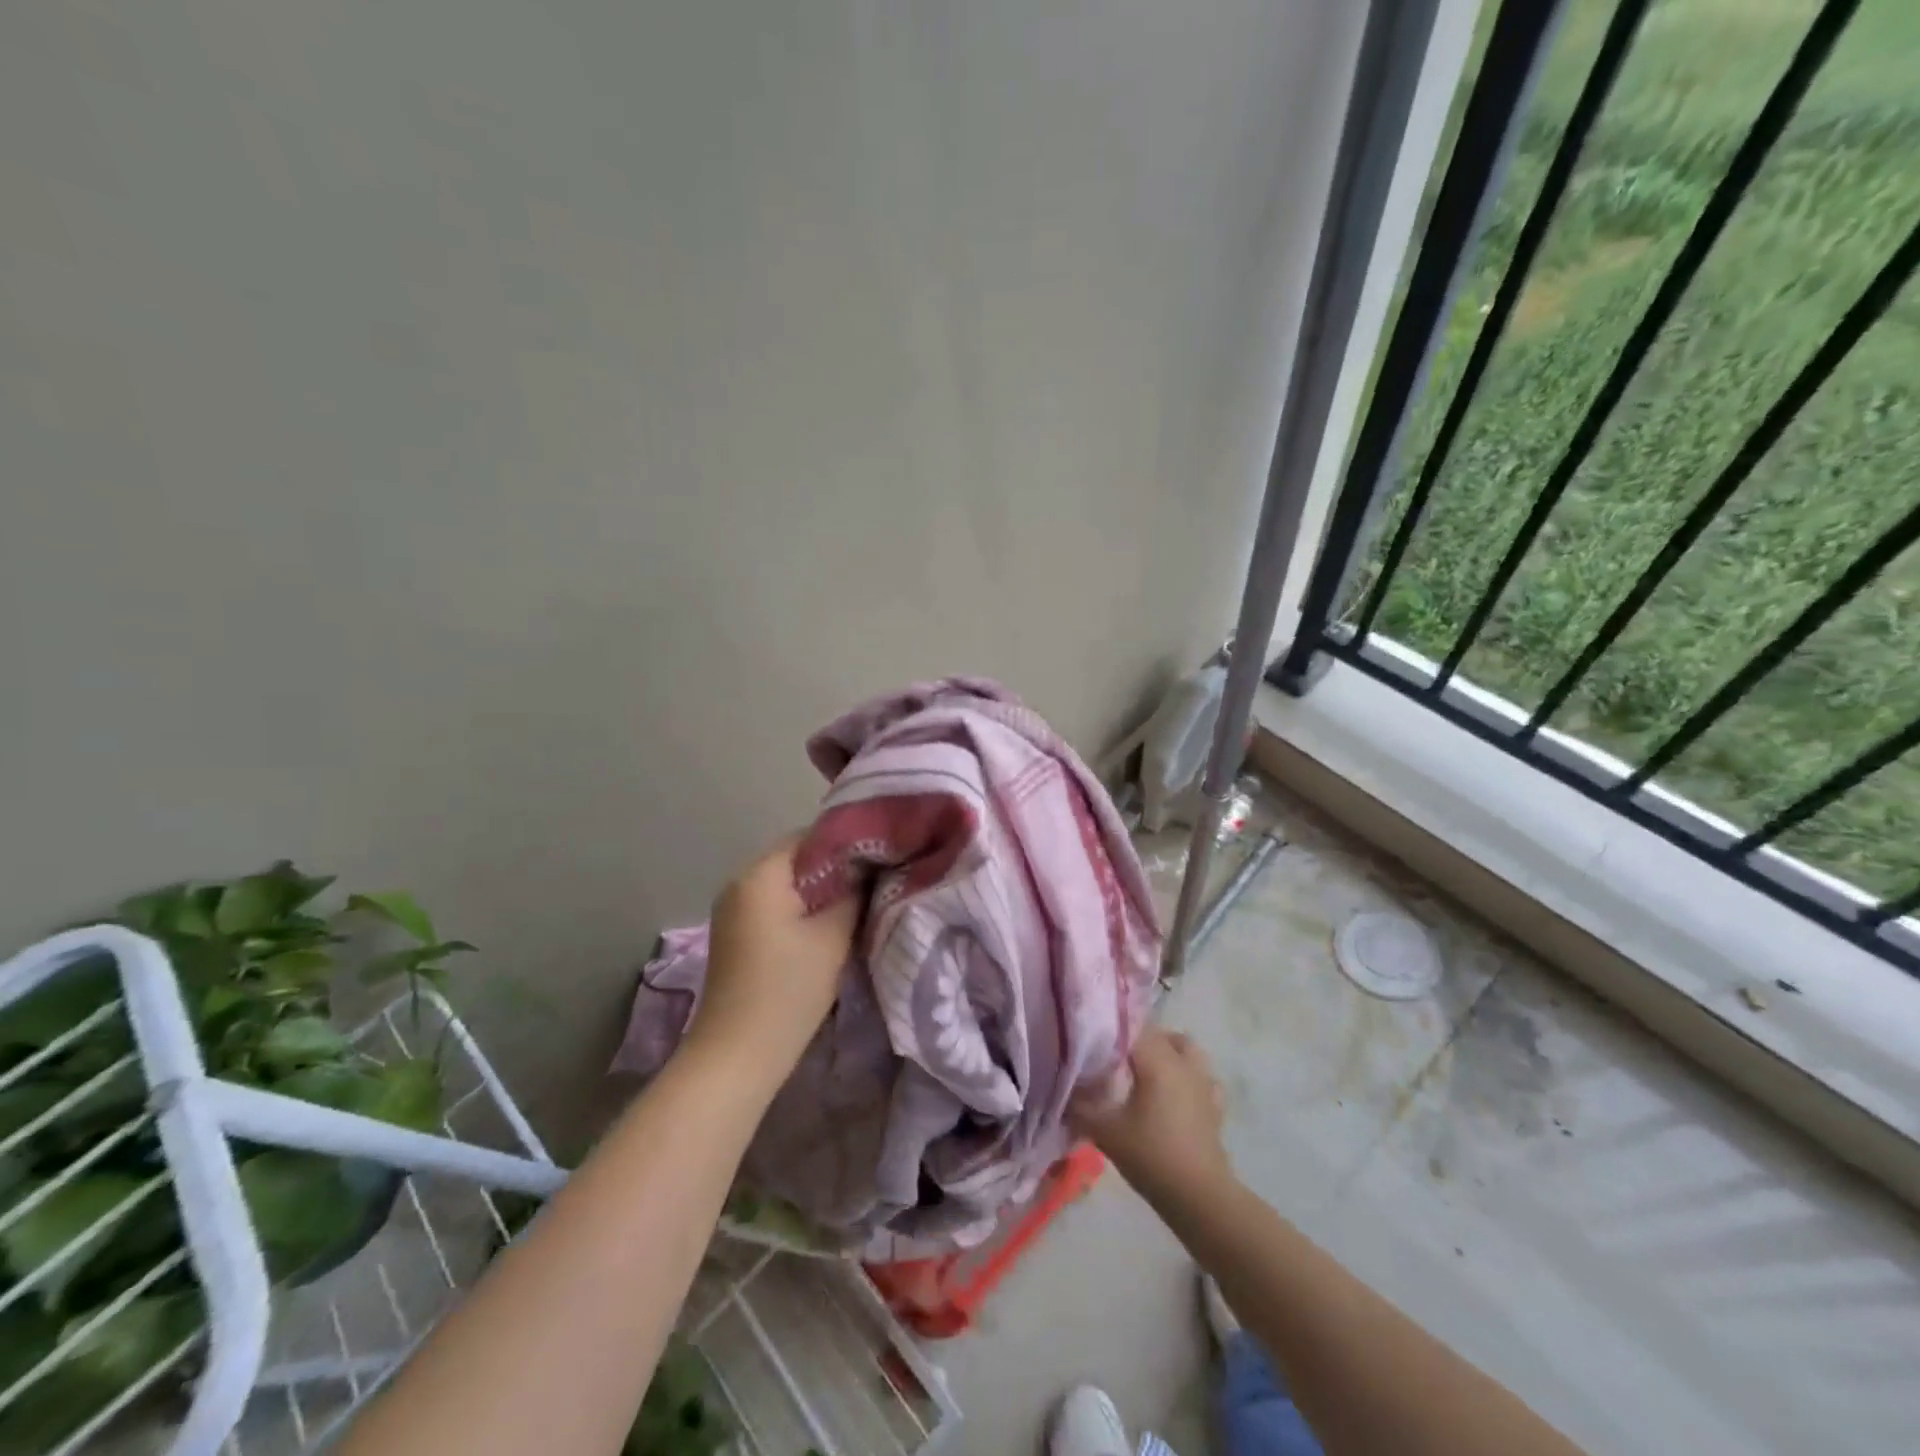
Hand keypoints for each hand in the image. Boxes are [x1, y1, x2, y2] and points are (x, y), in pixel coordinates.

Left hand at [685, 837, 857, 1079]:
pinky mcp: (734, 935)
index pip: (811, 836)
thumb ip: (854, 893)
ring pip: (786, 885)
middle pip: (797, 859)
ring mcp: (732, 910)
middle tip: (874, 884)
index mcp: (759, 874)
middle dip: (835, 869)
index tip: (880, 860)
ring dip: (819, 892)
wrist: (736, 1056)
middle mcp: (739, 882)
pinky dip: (800, 911)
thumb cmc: (788, 990)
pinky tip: (825, 930)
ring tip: (856, 907)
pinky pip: (773, 906)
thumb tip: (868, 869)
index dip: (848, 844)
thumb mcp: (833, 937)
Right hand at [1072, 1028, 1232, 1201]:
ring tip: (1147, 1069)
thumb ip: (1081, 1106)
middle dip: (1138, 1040)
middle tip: (1115, 1057)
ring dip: (1168, 1052)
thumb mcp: (1105, 1131)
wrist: (1199, 1196)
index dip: (1112, 1029)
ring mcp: (1203, 1083)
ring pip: (1186, 1049)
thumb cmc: (1151, 1155)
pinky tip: (1175, 1093)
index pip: (1132, 1027)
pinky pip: (1202, 1078)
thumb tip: (1066, 1092)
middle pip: (1160, 1035)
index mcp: (1157, 1061)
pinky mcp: (1215, 1106)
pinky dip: (1189, 1077)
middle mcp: (1182, 1063)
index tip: (1094, 1040)